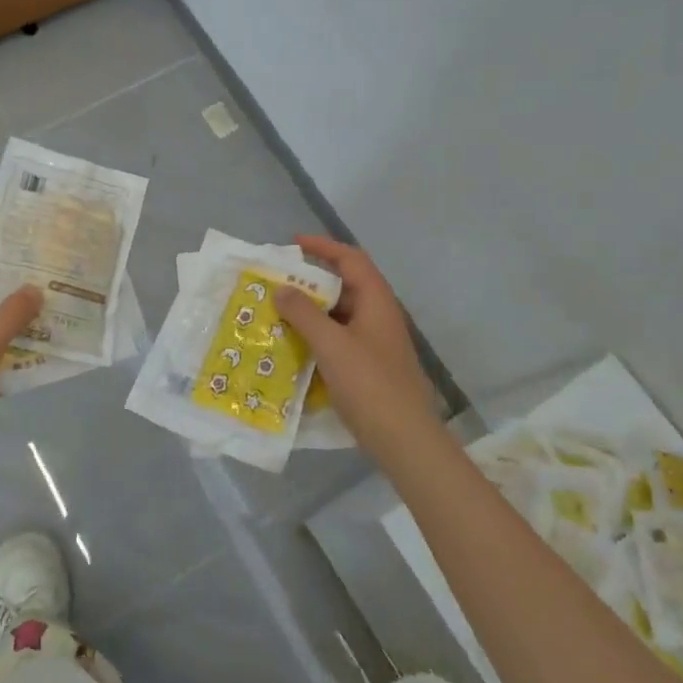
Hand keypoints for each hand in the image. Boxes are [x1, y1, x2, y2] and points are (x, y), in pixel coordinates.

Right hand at [274, 235, 437, 459]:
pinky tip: (294, 347)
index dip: (323, 246)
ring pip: (339, 315)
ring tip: (277, 313)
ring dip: (311, 311)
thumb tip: (281, 289)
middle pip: (344, 286)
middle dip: (310, 282)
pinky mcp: (369, 365)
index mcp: (377, 301)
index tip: (293, 243)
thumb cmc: (370, 385)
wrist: (405, 439)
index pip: (351, 259)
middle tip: (277, 283)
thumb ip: (304, 314)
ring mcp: (375, 342)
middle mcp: (378, 316)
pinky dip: (317, 336)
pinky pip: (339, 339)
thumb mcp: (332, 345)